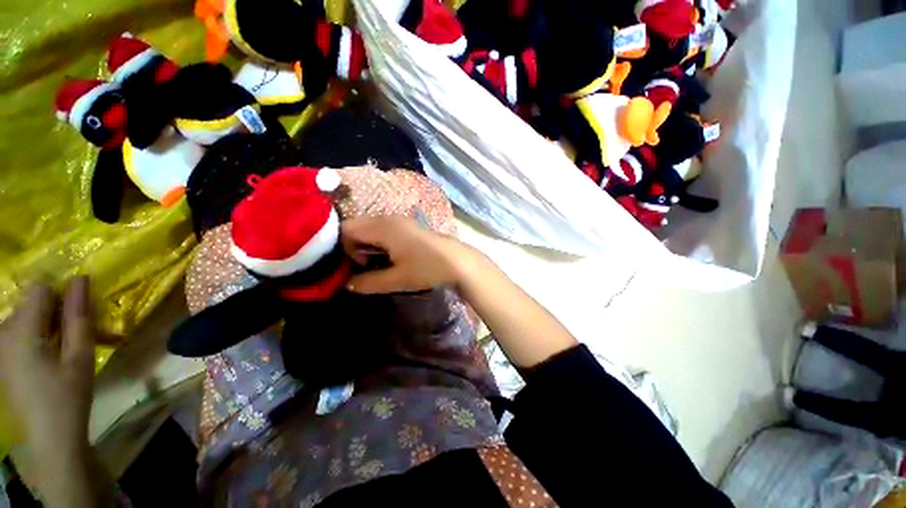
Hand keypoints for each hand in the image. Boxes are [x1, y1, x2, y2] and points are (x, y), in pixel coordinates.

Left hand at [0, 278, 94, 476]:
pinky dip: (40, 338)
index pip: (41, 290)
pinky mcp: (2, 358)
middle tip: (81, 338)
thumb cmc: (68, 397)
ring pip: (27, 319)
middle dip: (58, 314)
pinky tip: (52, 360)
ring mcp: (0, 347)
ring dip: (50, 327)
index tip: (80, 318)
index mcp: (21, 331)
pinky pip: (21, 333)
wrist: (49, 440)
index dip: (63, 297)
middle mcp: (3, 332)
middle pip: (32, 304)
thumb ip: (78, 317)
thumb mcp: (80, 357)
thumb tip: (81, 279)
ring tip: (69, 351)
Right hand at [341, 216, 481, 293]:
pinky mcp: (410, 226)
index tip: (355, 266)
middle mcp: (389, 218)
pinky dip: (380, 242)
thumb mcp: (397, 279)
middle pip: (358, 226)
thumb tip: (348, 284)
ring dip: (368, 245)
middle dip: (354, 246)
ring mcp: (402, 221)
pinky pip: (385, 229)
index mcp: (383, 227)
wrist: (459, 262)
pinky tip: (391, 257)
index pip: (346, 229)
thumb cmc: (427, 269)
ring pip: (372, 228)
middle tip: (365, 266)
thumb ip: (369, 282)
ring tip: (377, 264)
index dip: (342, 247)